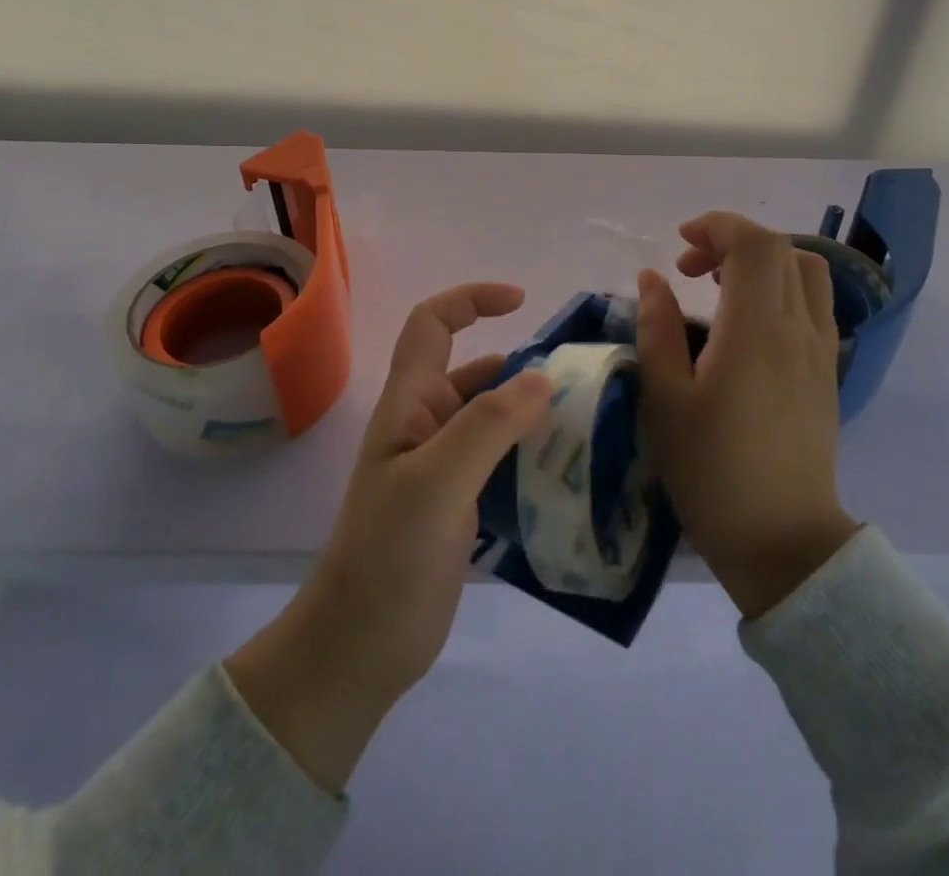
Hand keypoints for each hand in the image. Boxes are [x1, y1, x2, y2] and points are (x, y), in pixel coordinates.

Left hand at [224, 284, 550, 791]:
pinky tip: (570, 470)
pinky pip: (503, 459)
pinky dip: (533, 453)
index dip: (471, 299)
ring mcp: (444, 465)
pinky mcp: (460, 501)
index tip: (522, 302)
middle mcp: (427, 424)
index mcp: (411, 403)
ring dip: (534, 413)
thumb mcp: (437, 483)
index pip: (433, 324)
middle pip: (477, 372)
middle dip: (524, 367)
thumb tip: (542, 377)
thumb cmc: (388, 556)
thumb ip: (487, 426)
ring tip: (589, 425)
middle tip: (583, 384)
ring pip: (495, 418)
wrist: (359, 647)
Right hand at [636, 213, 859, 618]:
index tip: (679, 243)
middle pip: (782, 249)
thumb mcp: (666, 400)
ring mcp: (821, 350)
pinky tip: (746, 321)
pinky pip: (813, 303)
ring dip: (762, 260)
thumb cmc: (712, 472)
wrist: (783, 542)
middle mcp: (798, 330)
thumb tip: (653, 278)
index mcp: (756, 331)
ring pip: (806, 272)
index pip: (754, 244)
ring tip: (718, 286)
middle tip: (689, 269)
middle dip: (732, 240)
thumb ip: (657, 328)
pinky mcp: (827, 371)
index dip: (717, 226)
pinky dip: (780, 287)